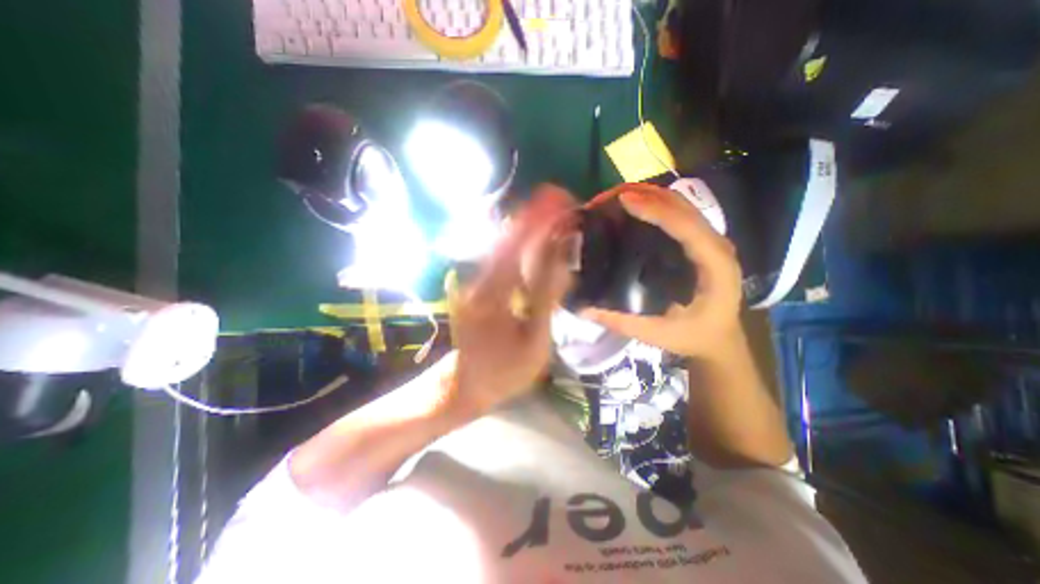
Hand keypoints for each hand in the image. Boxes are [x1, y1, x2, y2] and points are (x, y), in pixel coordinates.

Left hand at [450, 185, 576, 417]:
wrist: (465, 383)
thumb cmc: (503, 371)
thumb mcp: (533, 343)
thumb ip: (545, 301)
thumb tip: (563, 263)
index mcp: (493, 295)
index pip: (518, 248)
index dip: (540, 222)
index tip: (561, 201)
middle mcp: (480, 281)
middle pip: (508, 238)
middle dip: (534, 215)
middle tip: (561, 199)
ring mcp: (476, 282)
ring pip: (503, 245)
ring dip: (527, 225)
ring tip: (552, 211)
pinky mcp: (479, 286)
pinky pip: (501, 257)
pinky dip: (519, 242)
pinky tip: (534, 234)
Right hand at [581, 185, 742, 360]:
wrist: (720, 341)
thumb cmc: (695, 338)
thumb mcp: (659, 335)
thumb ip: (622, 322)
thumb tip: (584, 309)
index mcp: (714, 265)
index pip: (686, 225)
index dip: (655, 209)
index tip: (622, 200)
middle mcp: (715, 244)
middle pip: (681, 204)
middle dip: (643, 194)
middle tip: (605, 198)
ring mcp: (709, 239)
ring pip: (679, 203)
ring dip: (646, 194)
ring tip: (611, 199)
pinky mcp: (698, 240)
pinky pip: (676, 212)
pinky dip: (652, 203)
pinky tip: (629, 208)